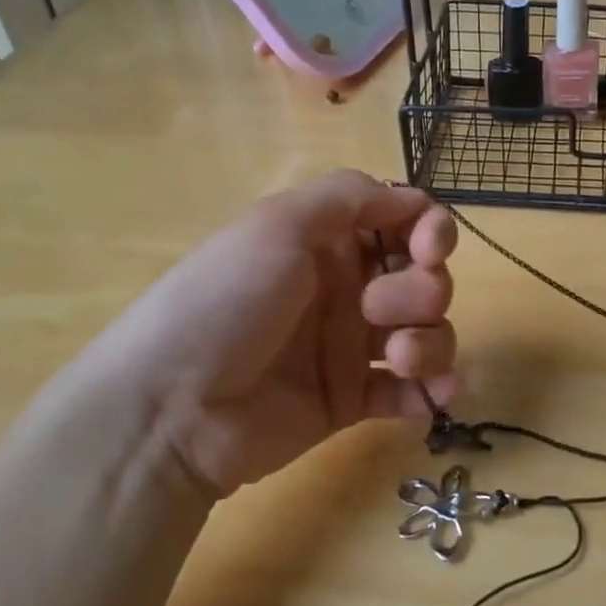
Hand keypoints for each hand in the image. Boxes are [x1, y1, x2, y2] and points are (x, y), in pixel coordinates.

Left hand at [6, 170, 456, 499]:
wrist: (172, 409)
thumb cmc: (225, 302)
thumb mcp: (277, 225)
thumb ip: (349, 197)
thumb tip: (412, 198)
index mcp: (327, 241)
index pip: (404, 222)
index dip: (431, 231)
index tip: (429, 251)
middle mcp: (345, 288)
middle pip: (424, 278)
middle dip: (421, 290)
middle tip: (376, 311)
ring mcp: (349, 346)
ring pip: (428, 333)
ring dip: (432, 342)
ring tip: (399, 361)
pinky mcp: (351, 400)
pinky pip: (410, 391)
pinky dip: (431, 392)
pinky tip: (433, 399)